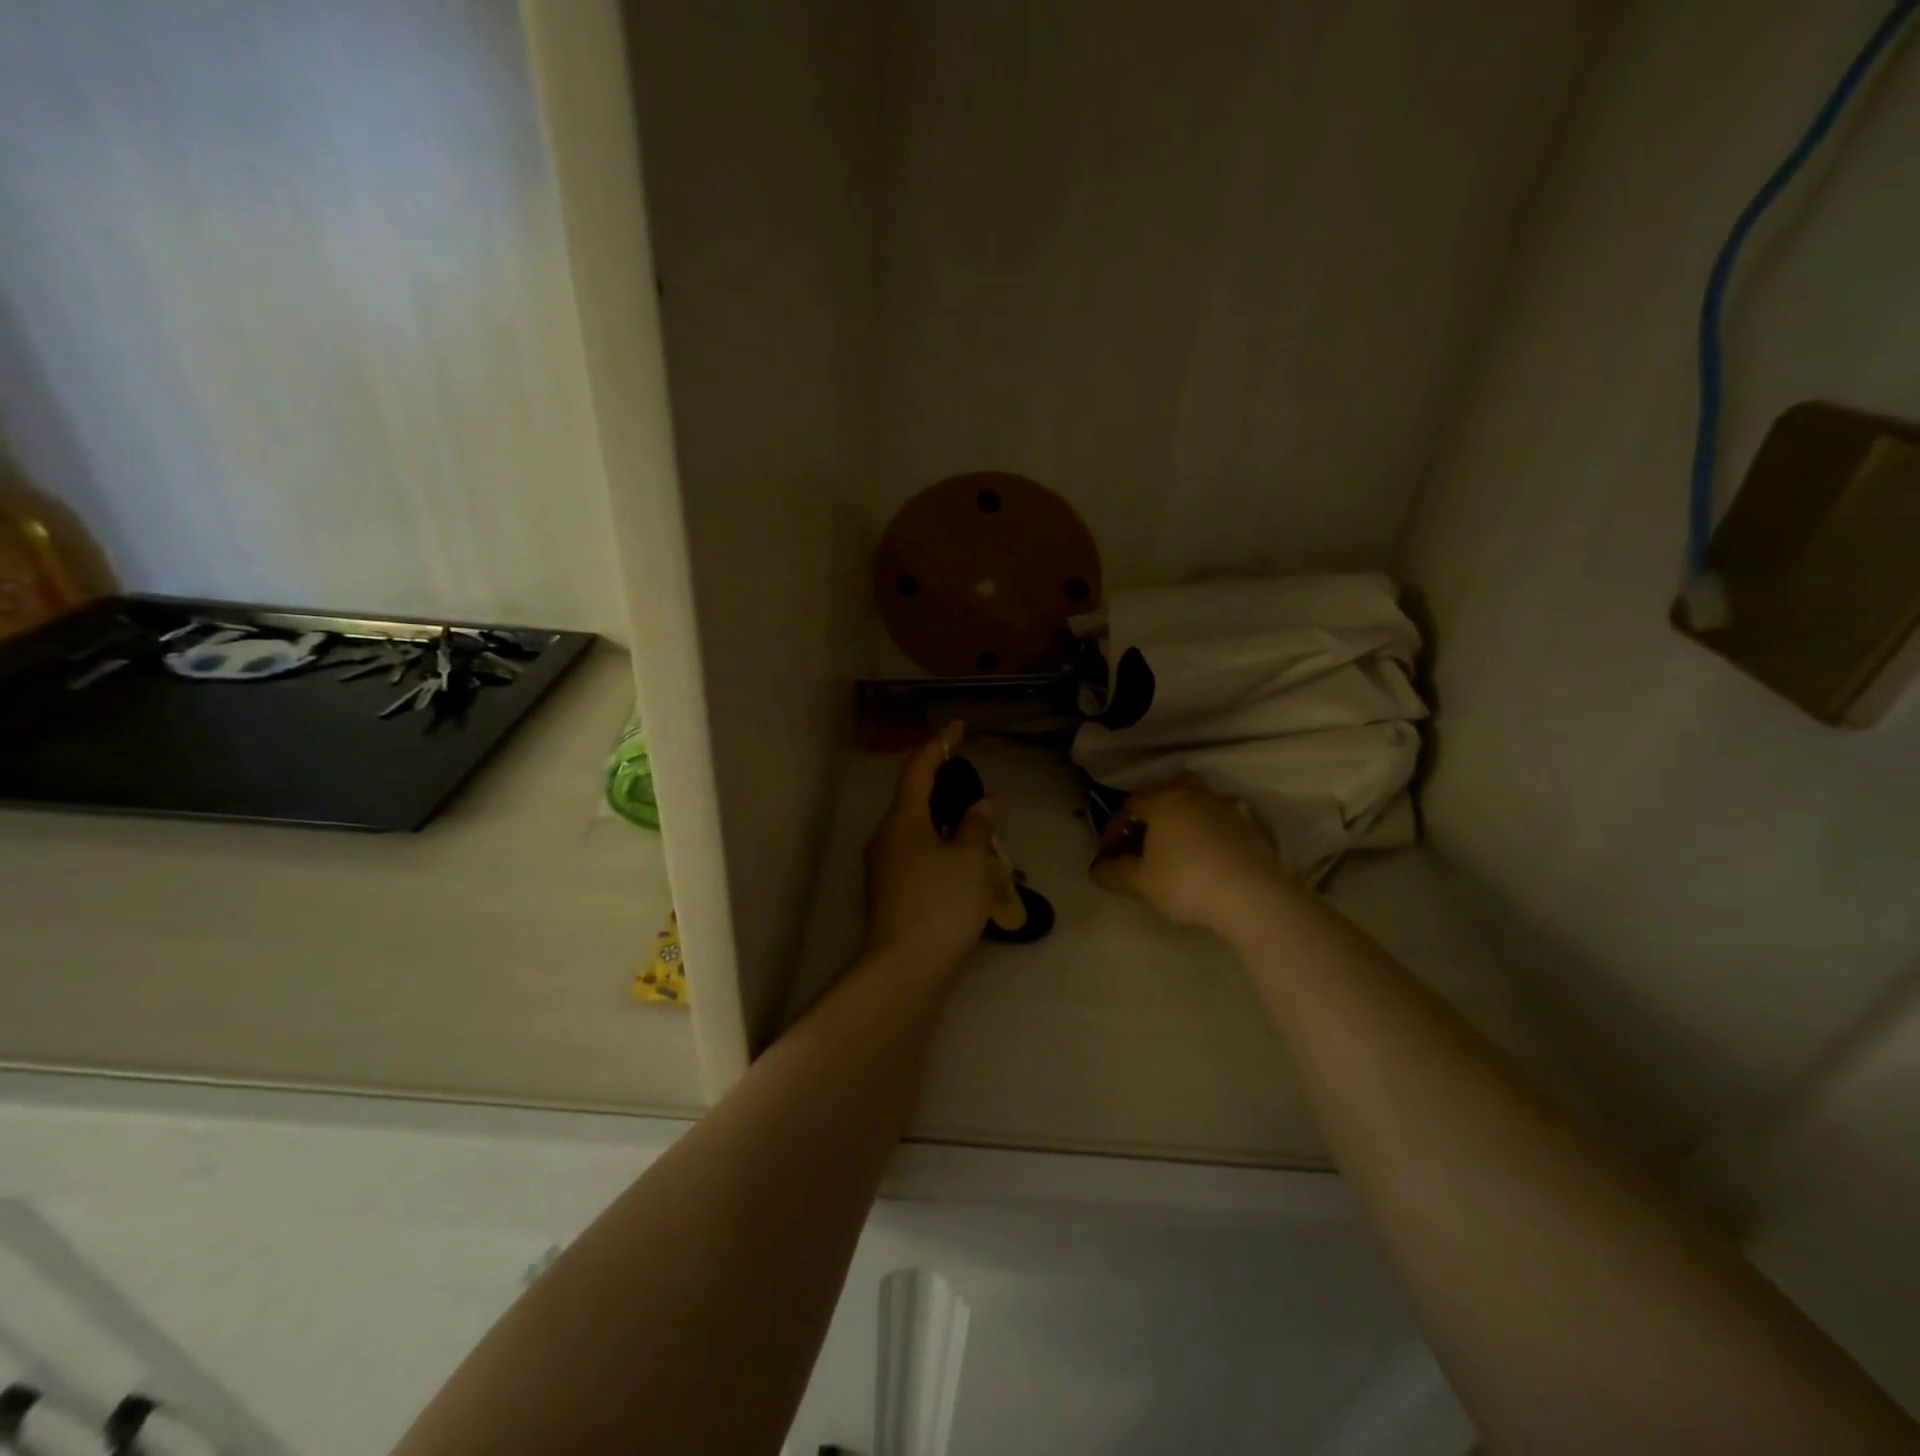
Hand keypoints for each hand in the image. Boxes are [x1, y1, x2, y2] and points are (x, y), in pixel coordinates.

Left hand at [863, 722, 996, 980]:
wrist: (905, 968)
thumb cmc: (940, 905)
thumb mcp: (970, 861)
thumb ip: (977, 825)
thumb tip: (982, 802)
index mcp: (902, 820)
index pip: (919, 768)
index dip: (940, 743)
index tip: (959, 726)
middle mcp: (886, 836)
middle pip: (914, 796)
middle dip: (943, 781)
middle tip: (974, 778)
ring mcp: (884, 864)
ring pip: (915, 826)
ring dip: (943, 815)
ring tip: (975, 817)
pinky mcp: (890, 888)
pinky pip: (915, 849)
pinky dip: (938, 840)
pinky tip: (961, 854)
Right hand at [1090, 775, 1282, 933]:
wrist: (1252, 895)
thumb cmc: (1186, 882)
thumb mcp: (1143, 882)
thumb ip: (1117, 873)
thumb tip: (1097, 870)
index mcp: (1164, 801)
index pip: (1131, 804)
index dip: (1115, 827)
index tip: (1109, 852)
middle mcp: (1195, 795)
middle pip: (1170, 788)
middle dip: (1154, 808)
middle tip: (1146, 834)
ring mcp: (1227, 808)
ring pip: (1200, 801)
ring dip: (1185, 816)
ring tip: (1178, 843)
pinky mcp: (1252, 827)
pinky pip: (1223, 821)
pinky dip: (1211, 832)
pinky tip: (1209, 855)